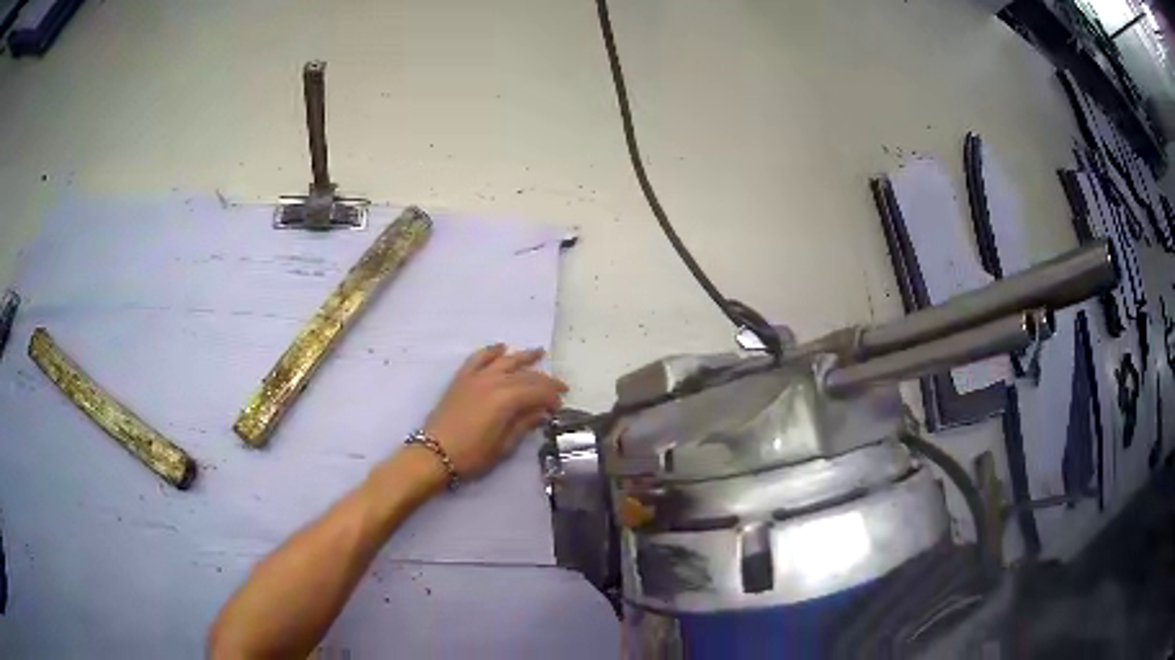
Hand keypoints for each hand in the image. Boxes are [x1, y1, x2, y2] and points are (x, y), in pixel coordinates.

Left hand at [423, 344, 567, 478]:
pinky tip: (501, 347)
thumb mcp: (504, 446)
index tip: (560, 406)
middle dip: (544, 381)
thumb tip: (541, 412)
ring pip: (505, 360)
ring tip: (539, 353)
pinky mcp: (462, 378)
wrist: (434, 453)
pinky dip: (491, 350)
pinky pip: (478, 358)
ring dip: (524, 356)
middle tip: (559, 388)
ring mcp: (476, 377)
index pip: (538, 391)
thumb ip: (524, 424)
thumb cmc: (472, 455)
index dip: (552, 397)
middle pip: (525, 375)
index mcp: (506, 399)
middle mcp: (493, 381)